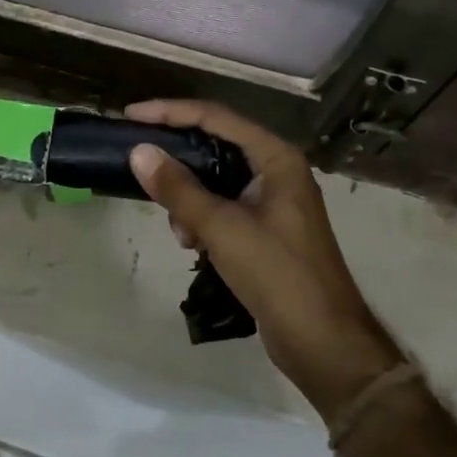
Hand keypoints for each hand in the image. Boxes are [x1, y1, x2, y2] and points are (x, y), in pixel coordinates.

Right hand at [125, 100, 400, 412]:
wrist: (324, 344)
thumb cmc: (278, 275)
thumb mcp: (222, 228)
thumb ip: (179, 188)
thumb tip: (139, 152)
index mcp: (276, 158)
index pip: (216, 117)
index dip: (171, 112)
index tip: (132, 116)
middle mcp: (277, 170)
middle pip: (216, 145)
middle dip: (178, 160)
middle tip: (140, 163)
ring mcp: (273, 201)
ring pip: (216, 179)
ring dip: (189, 197)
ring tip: (178, 229)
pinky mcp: (266, 228)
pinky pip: (223, 206)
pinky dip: (202, 218)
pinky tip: (193, 244)